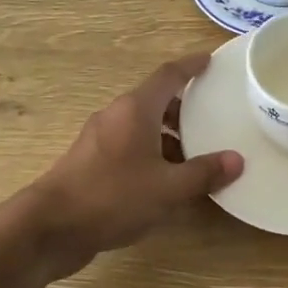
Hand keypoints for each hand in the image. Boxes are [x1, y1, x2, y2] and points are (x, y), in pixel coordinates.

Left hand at [22, 55, 242, 276]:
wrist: (51, 227)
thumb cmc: (112, 197)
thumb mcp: (167, 188)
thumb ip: (203, 173)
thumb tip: (236, 160)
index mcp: (135, 109)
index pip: (168, 75)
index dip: (191, 66)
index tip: (210, 61)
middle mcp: (116, 116)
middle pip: (155, 100)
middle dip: (183, 107)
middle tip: (212, 118)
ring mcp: (99, 139)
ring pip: (141, 126)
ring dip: (168, 135)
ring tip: (195, 155)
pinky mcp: (91, 163)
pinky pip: (129, 146)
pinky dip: (151, 153)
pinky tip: (166, 179)